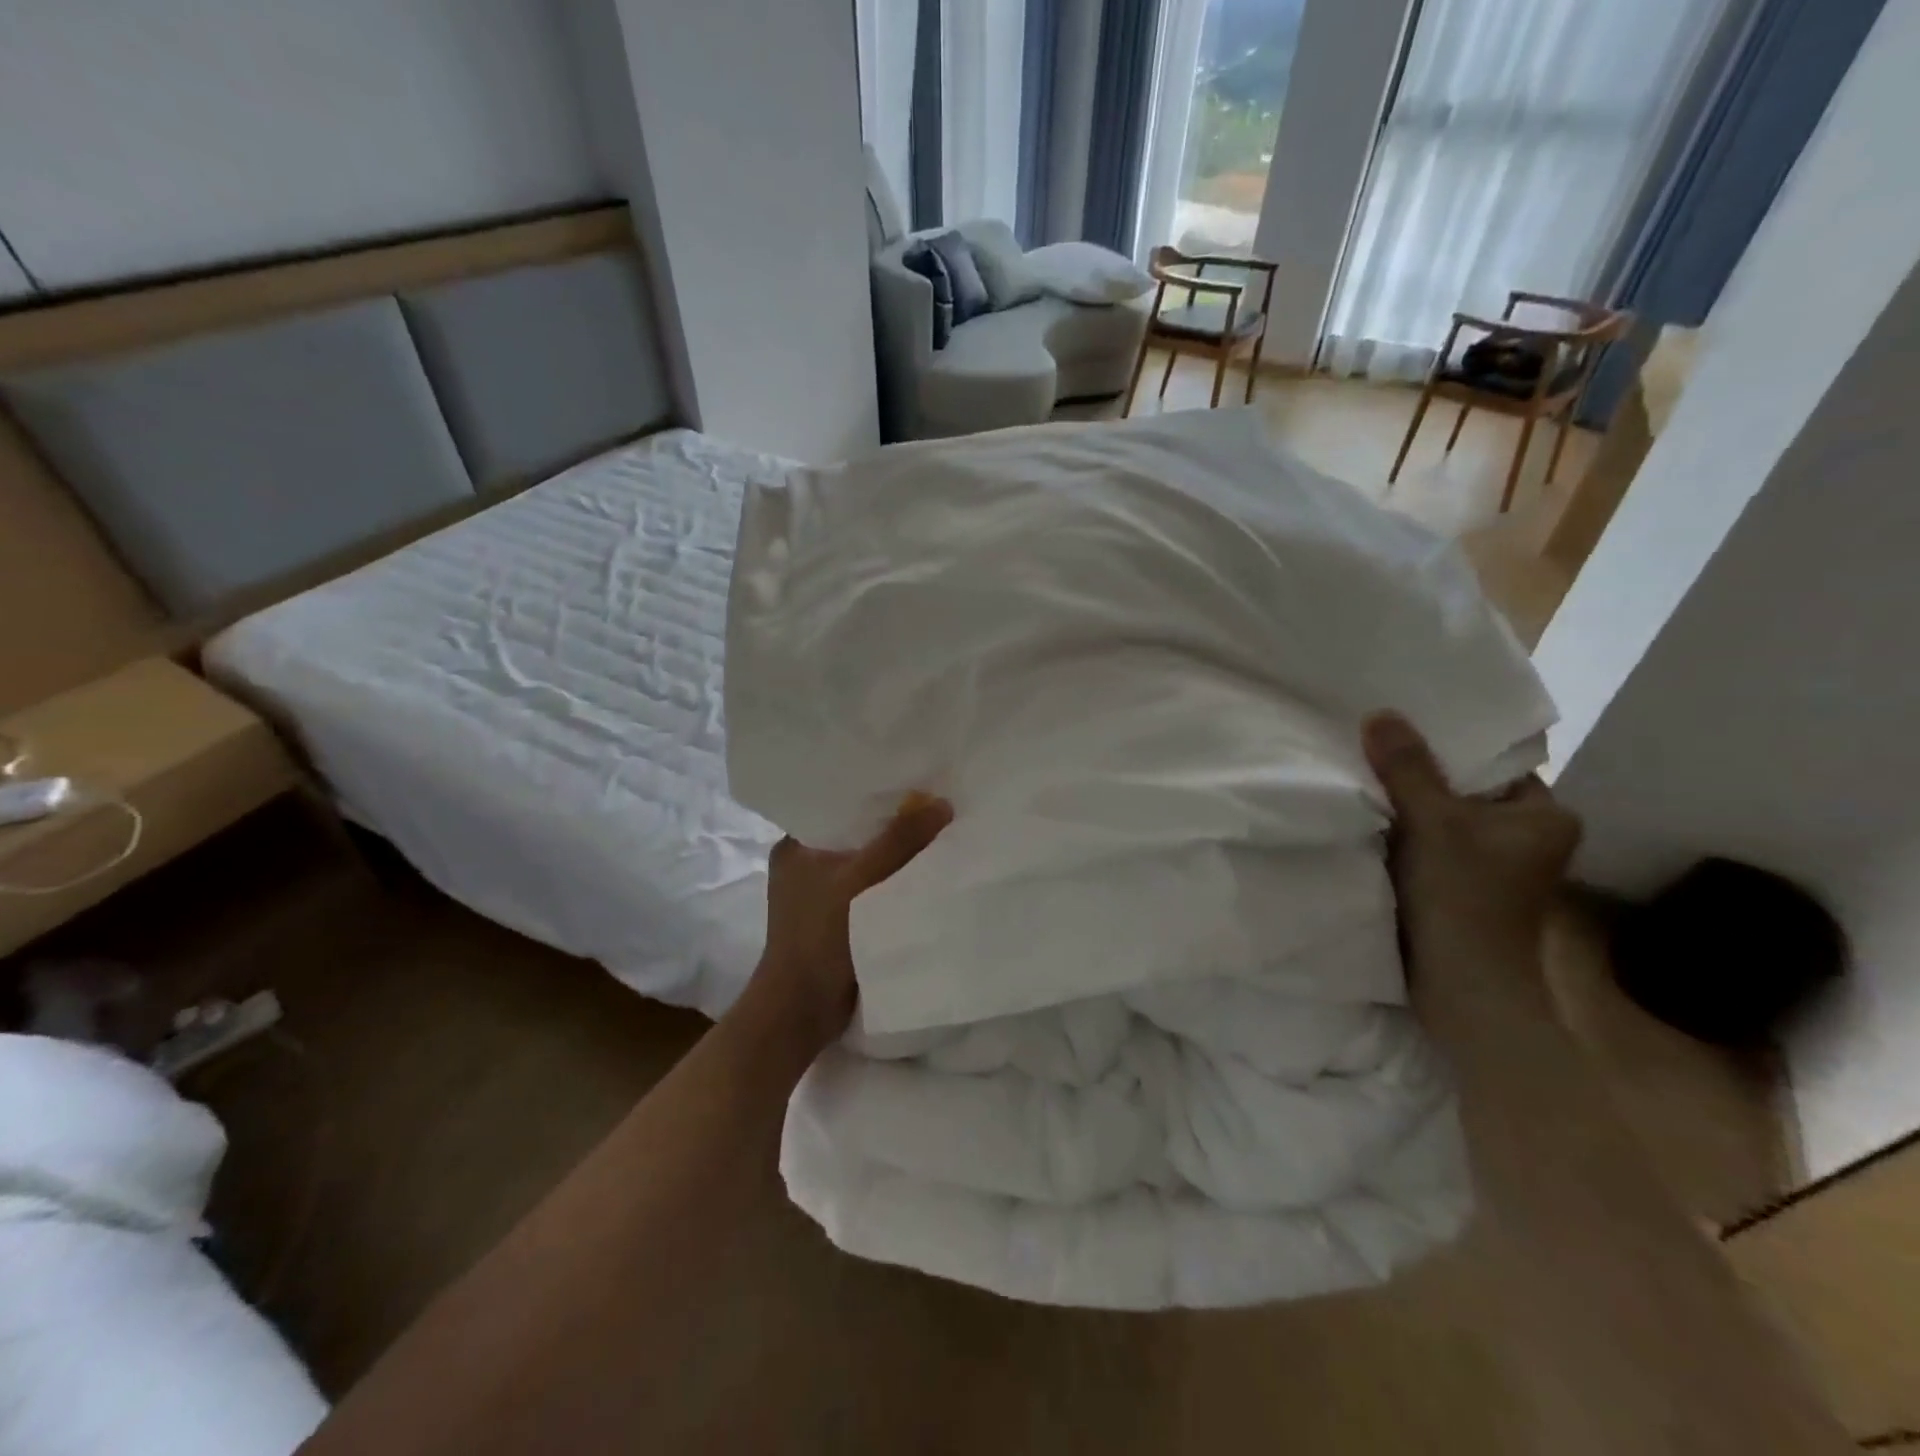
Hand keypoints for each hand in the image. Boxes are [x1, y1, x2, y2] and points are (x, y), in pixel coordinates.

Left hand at [745, 795, 953, 1049]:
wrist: (803, 1011)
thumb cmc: (818, 936)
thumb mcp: (859, 879)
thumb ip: (899, 841)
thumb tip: (942, 803)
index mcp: (796, 846)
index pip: (839, 806)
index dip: (875, 795)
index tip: (914, 781)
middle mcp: (807, 866)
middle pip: (859, 836)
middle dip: (894, 826)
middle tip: (937, 804)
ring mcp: (823, 897)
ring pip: (870, 865)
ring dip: (899, 858)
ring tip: (941, 834)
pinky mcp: (840, 922)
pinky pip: (876, 891)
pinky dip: (897, 885)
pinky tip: (929, 874)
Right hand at [1362, 712, 1580, 965]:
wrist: (1462, 988)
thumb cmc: (1464, 898)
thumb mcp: (1433, 822)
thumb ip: (1407, 768)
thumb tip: (1380, 714)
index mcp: (1545, 815)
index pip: (1496, 761)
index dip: (1451, 741)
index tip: (1405, 721)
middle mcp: (1527, 837)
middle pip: (1466, 788)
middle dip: (1422, 772)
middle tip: (1375, 743)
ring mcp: (1495, 866)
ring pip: (1446, 818)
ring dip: (1410, 804)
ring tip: (1367, 773)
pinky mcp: (1464, 888)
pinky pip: (1432, 844)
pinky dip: (1406, 833)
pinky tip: (1372, 818)